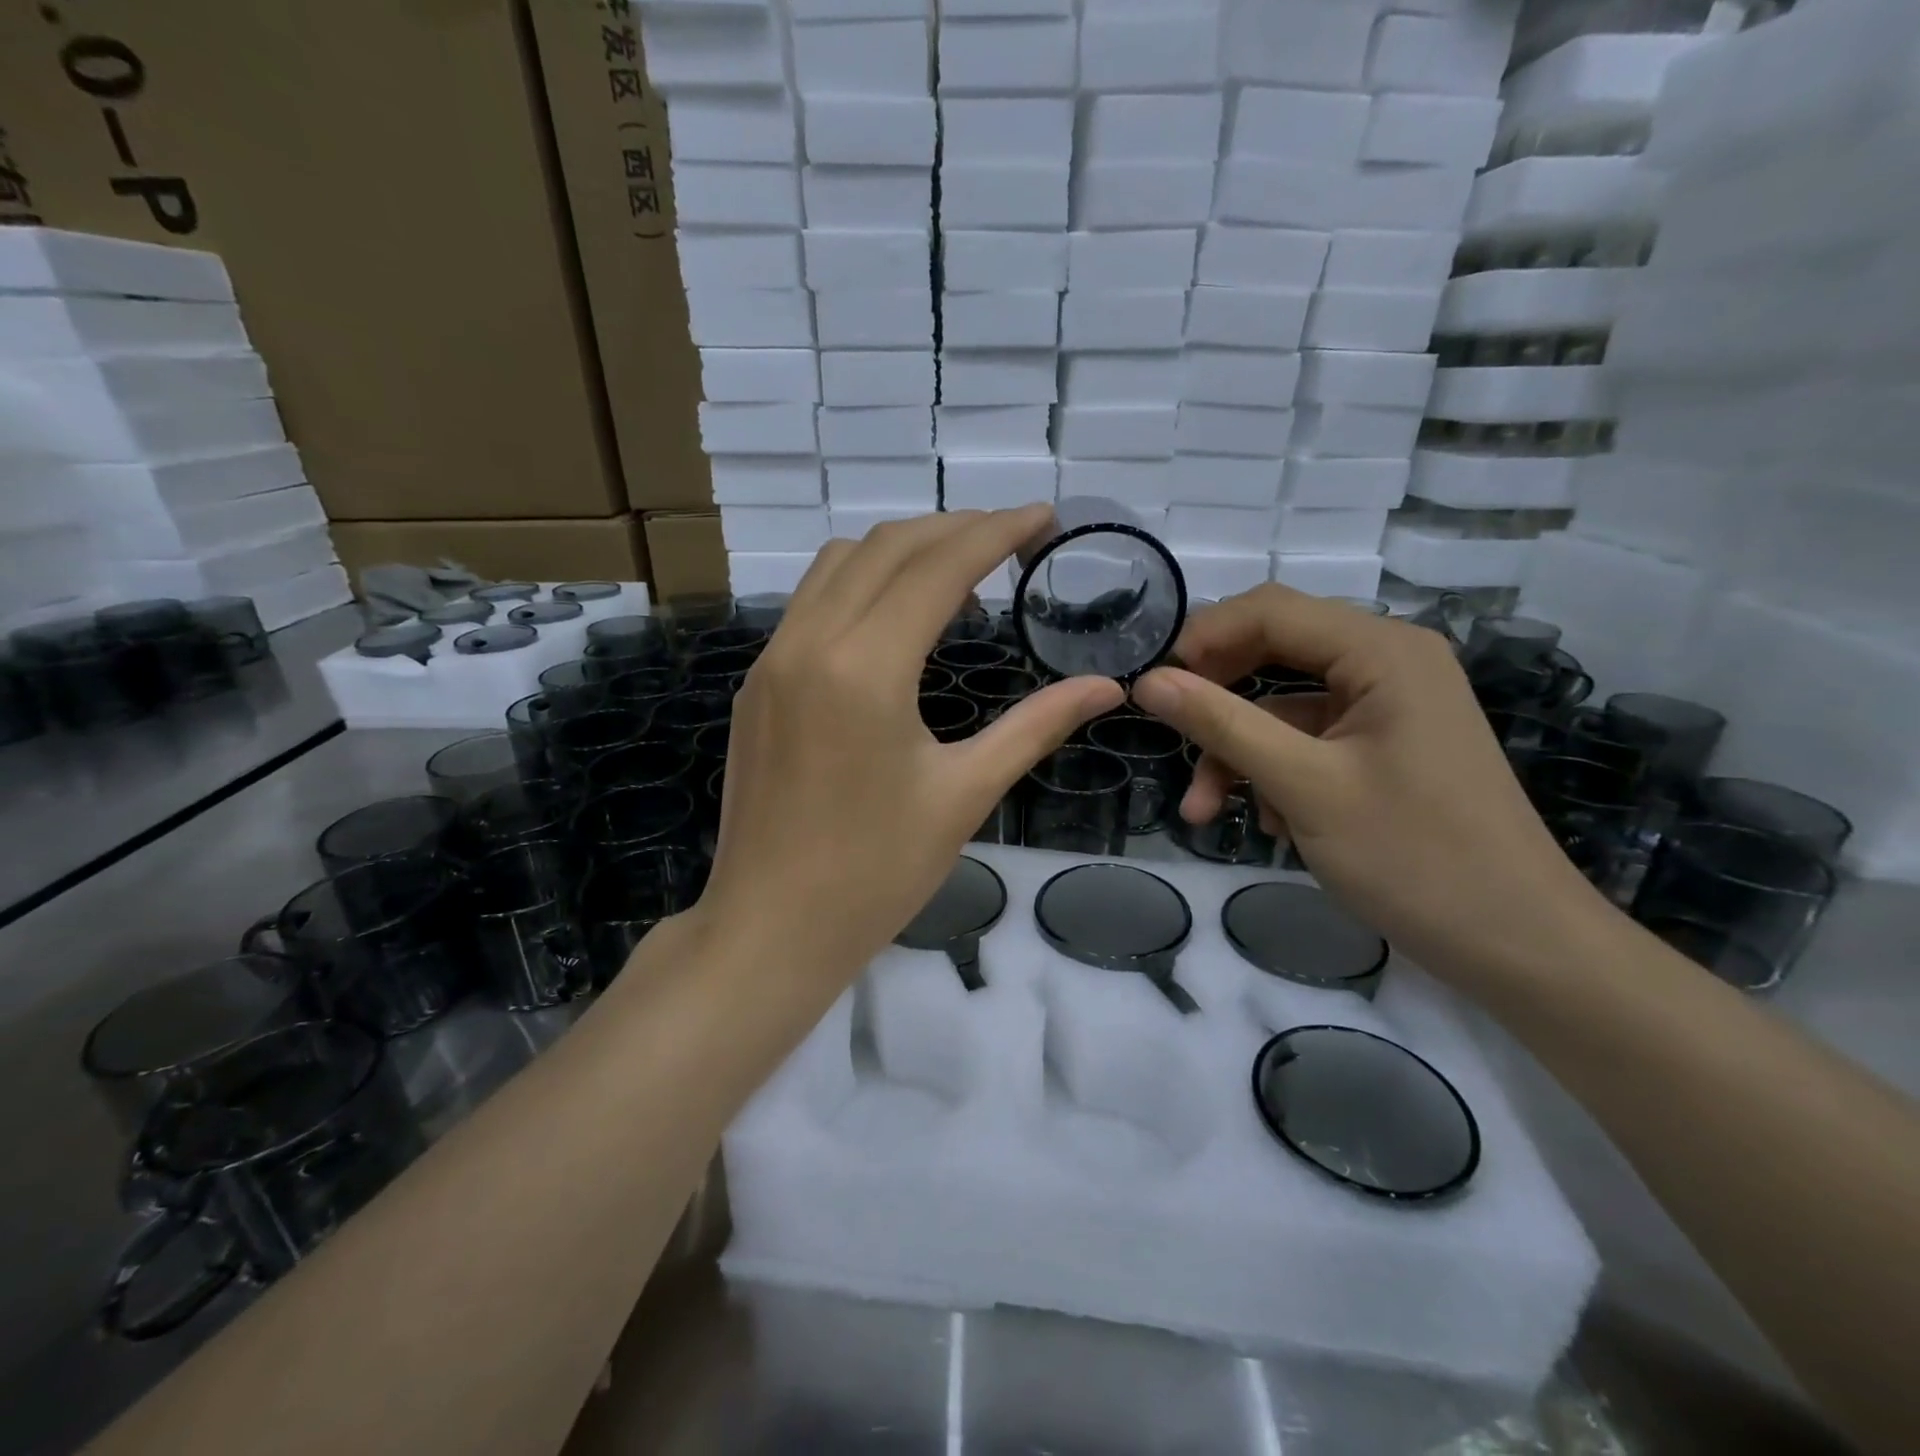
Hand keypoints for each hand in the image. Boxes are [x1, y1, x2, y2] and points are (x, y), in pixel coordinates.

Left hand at [693, 507, 1124, 993]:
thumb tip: (1107, 687)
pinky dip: (863, 581)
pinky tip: (897, 615)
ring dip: (904, 548)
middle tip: (1013, 539)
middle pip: (888, 547)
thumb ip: (1035, 726)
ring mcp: (772, 659)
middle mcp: (809, 642)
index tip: (1044, 518)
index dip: (997, 532)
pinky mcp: (757, 682)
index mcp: (865, 668)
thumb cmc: (875, 873)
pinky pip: (812, 600)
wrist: (770, 928)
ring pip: (840, 563)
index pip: (938, 567)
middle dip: (956, 529)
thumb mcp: (964, 795)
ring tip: (961, 570)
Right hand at [1131, 585, 1603, 983]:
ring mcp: (1388, 708)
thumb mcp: (1303, 786)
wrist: (1518, 946)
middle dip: (1217, 702)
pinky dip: (1275, 774)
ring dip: (1238, 753)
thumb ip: (1222, 724)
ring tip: (1206, 811)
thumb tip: (1148, 682)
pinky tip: (1270, 825)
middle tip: (1170, 737)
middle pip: (1274, 653)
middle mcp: (1388, 663)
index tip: (1150, 686)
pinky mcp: (1384, 748)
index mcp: (1382, 651)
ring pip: (1283, 708)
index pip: (1270, 610)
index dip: (1202, 639)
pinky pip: (1308, 742)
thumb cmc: (1415, 856)